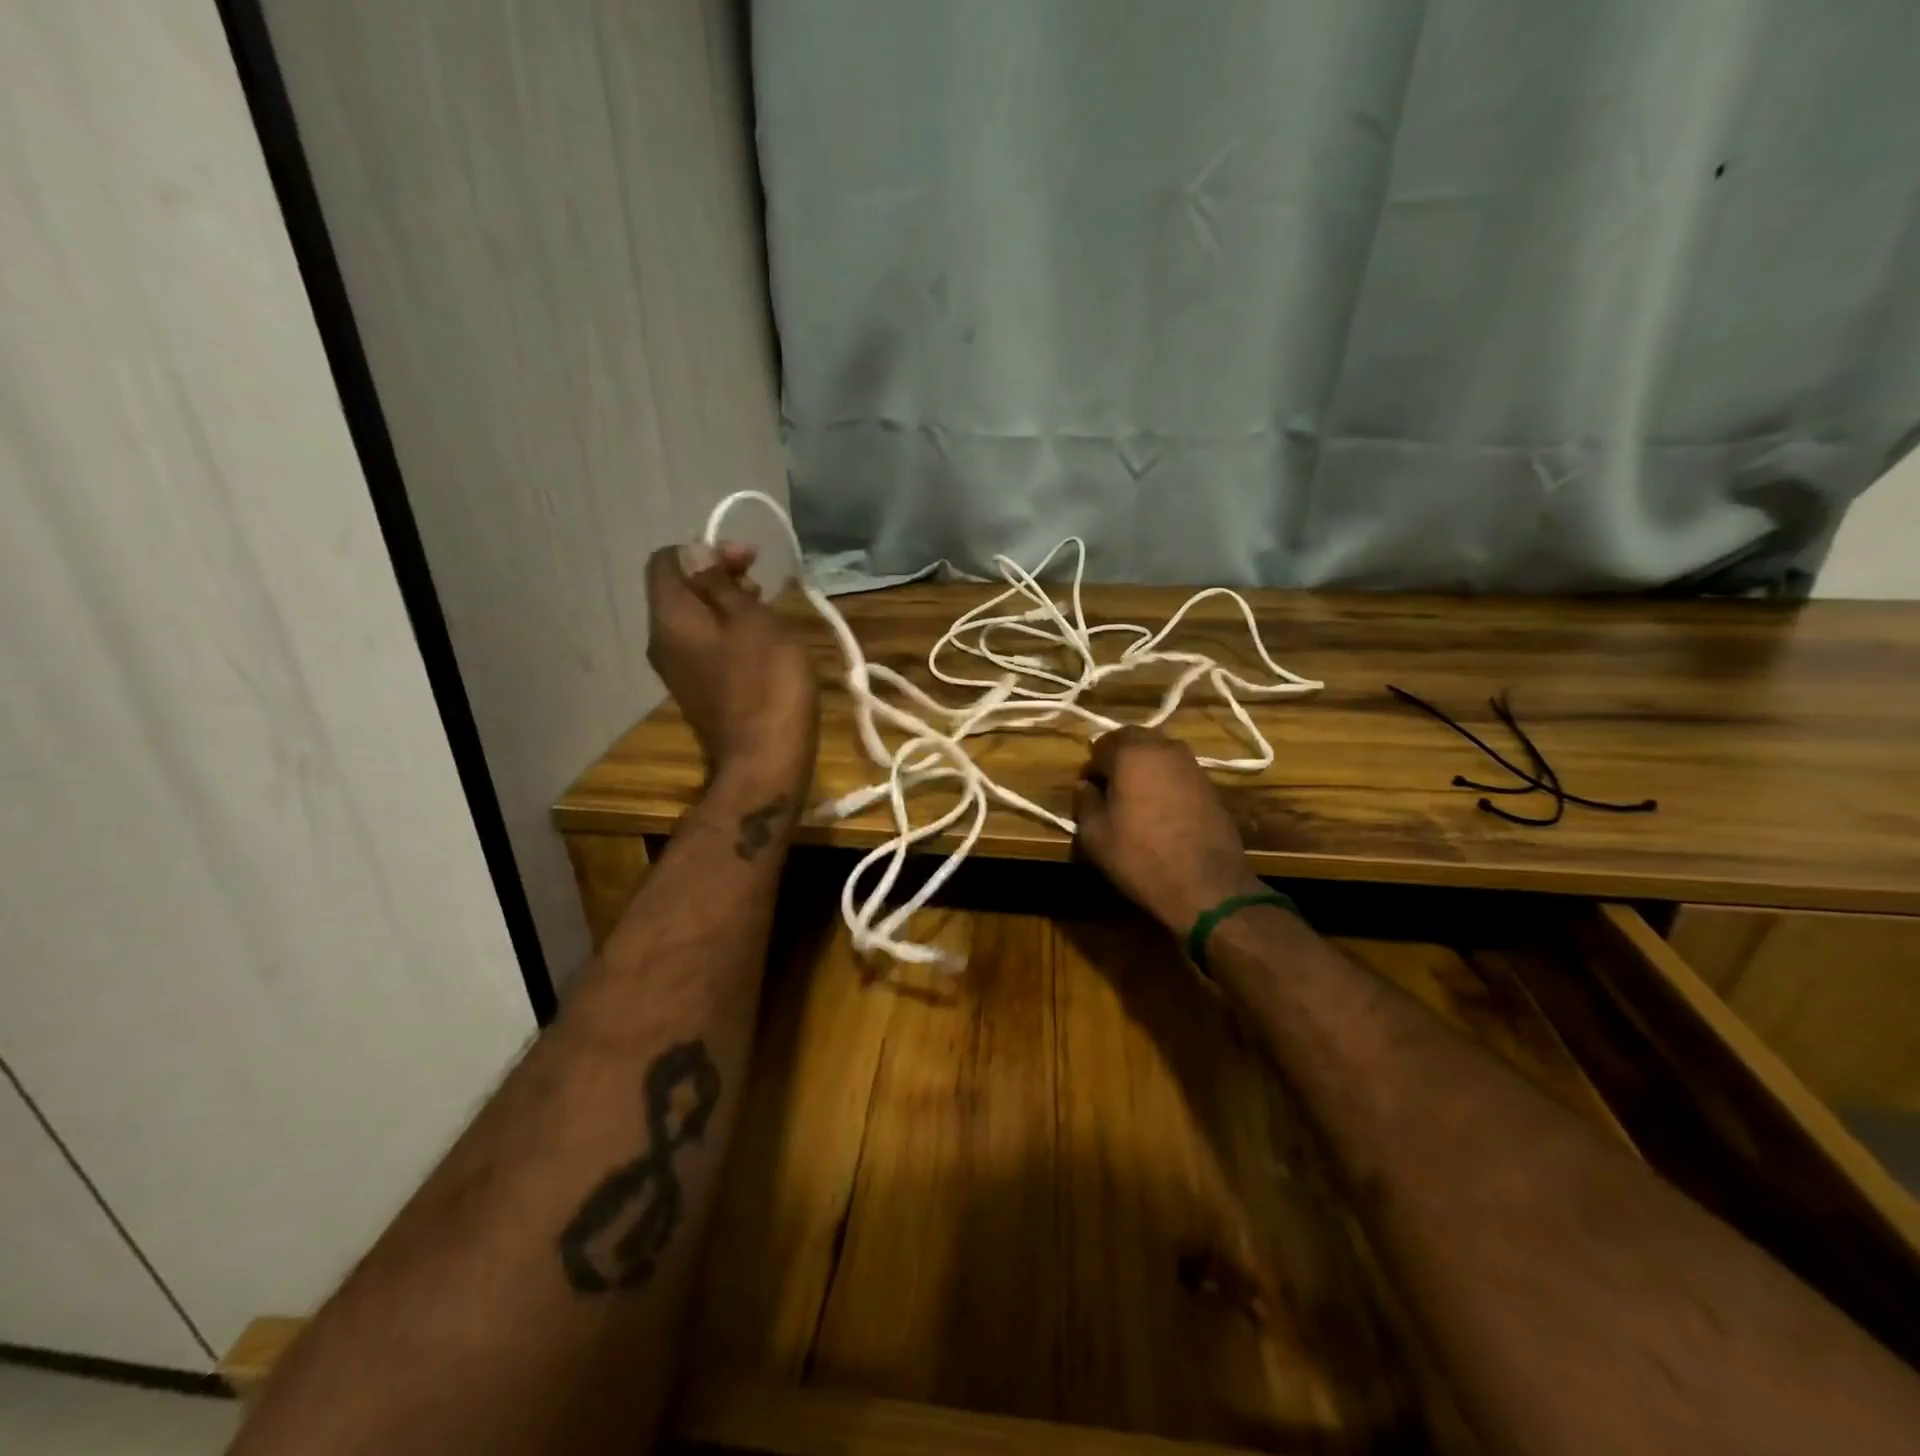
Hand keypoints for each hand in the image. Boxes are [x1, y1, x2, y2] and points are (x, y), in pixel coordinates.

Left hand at [645, 542, 817, 793]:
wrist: (765, 762)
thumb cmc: (767, 684)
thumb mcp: (752, 622)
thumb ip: (720, 584)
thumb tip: (691, 552)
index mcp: (670, 618)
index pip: (666, 561)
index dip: (705, 549)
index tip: (748, 559)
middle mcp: (663, 642)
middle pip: (679, 590)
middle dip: (719, 575)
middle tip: (762, 583)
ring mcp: (679, 670)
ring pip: (695, 620)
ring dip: (727, 605)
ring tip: (768, 611)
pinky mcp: (699, 691)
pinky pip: (706, 647)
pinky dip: (729, 633)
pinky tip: (761, 644)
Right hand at [1073, 726, 1263, 932]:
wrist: (1206, 886)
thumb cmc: (1141, 857)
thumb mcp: (1095, 835)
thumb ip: (1085, 802)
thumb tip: (1087, 787)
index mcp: (1131, 753)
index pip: (1100, 745)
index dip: (1091, 768)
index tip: (1089, 792)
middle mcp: (1163, 748)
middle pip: (1133, 739)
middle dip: (1117, 758)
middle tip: (1109, 789)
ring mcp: (1192, 764)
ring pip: (1158, 752)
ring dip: (1142, 766)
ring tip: (1135, 798)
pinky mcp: (1210, 784)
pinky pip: (1177, 771)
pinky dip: (1164, 780)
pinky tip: (1160, 809)